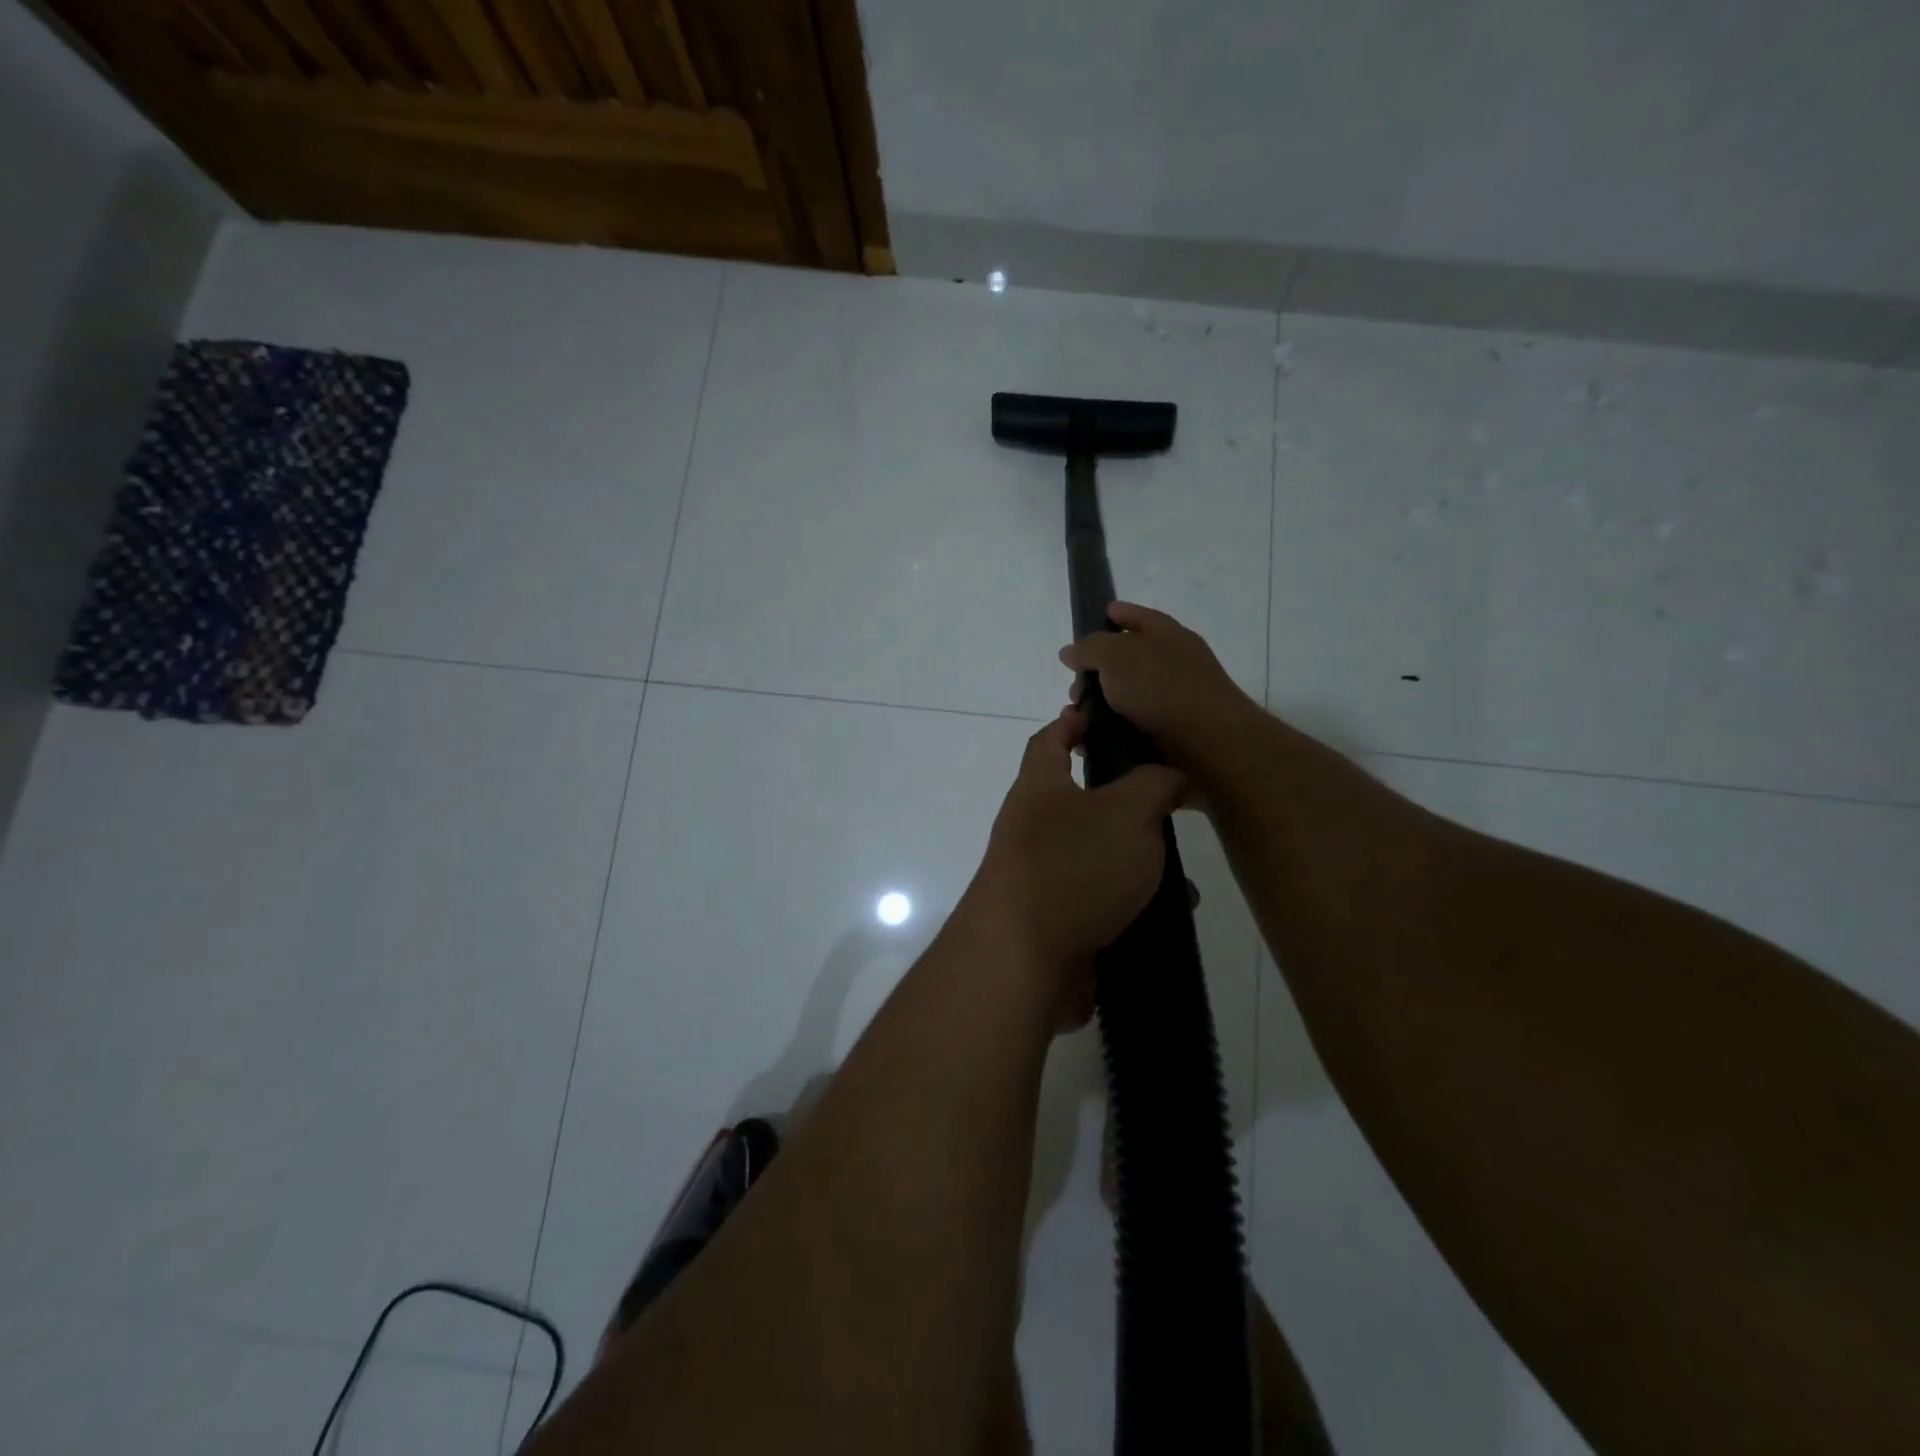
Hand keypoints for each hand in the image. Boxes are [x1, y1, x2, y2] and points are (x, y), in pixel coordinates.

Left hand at [960, 707, 1187, 1029]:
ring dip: (1140, 864)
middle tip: (1170, 807)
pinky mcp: (1055, 923)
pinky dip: (1134, 906)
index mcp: (1039, 789)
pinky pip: (1101, 903)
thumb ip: (1153, 784)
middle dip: (1127, 805)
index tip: (1101, 715)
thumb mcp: (1127, 811)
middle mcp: (1033, 829)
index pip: (1049, 740)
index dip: (1073, 722)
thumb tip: (1167, 777)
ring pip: (1099, 858)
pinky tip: (1168, 917)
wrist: (1025, 962)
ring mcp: (1041, 879)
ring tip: (1183, 877)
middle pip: (1081, 802)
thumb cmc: (1073, 867)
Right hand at [1058, 603, 1259, 773]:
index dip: (1119, 613)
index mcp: (1167, 635)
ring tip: (1076, 719)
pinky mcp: (1168, 734)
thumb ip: (1089, 648)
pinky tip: (1088, 741)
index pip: (1139, 616)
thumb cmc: (1162, 688)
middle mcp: (1172, 665)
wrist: (1207, 744)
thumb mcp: (1116, 656)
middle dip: (1096, 672)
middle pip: (1127, 661)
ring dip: (1097, 707)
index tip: (1099, 615)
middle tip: (1074, 685)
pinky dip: (1108, 733)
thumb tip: (1070, 652)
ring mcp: (1172, 701)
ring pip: (1124, 699)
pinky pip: (1129, 729)